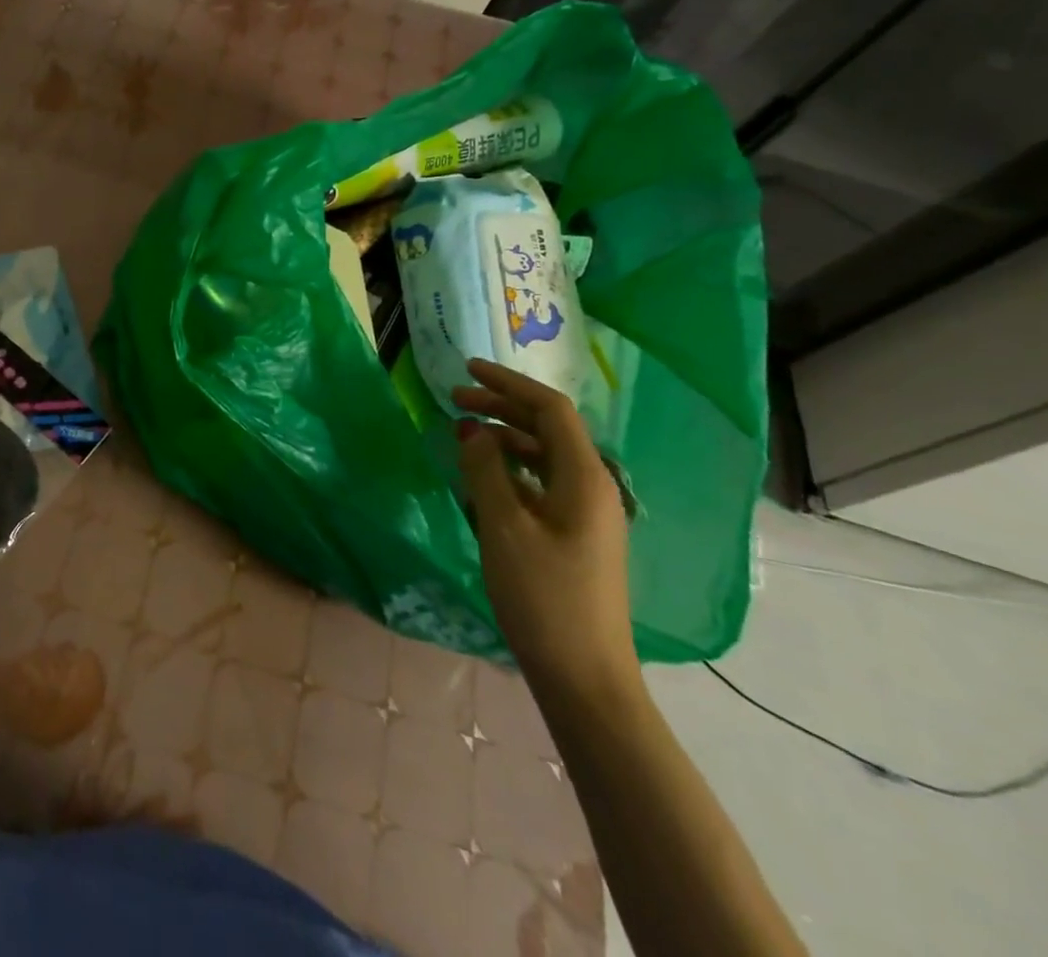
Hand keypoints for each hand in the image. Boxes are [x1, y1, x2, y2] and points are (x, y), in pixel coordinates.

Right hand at [452, 358, 638, 705]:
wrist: (584, 677)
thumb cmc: (543, 597)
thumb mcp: (503, 527)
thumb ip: (485, 470)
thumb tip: (472, 429)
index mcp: (585, 478)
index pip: (549, 409)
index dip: (508, 383)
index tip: (466, 370)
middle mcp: (593, 487)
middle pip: (548, 428)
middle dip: (502, 407)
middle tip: (454, 400)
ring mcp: (587, 514)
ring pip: (544, 456)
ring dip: (505, 438)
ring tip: (463, 437)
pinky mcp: (576, 536)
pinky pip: (543, 484)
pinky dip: (512, 470)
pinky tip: (483, 478)